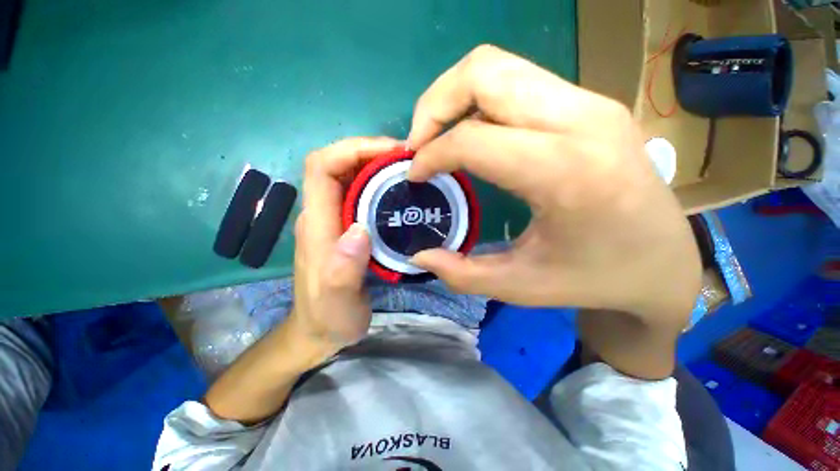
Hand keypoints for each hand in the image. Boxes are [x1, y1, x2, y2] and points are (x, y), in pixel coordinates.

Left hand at [290, 137, 399, 354]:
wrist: (318, 332)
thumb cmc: (327, 316)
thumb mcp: (337, 299)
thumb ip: (343, 268)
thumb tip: (360, 230)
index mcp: (316, 223)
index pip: (321, 166)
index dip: (351, 148)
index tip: (390, 151)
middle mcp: (320, 213)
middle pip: (335, 164)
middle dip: (369, 151)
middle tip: (410, 158)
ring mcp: (330, 220)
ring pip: (347, 176)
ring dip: (376, 165)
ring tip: (411, 169)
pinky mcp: (342, 229)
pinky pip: (358, 194)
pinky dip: (379, 185)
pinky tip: (402, 193)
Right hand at [407, 45, 700, 322]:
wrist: (666, 258)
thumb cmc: (603, 278)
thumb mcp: (529, 287)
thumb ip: (465, 272)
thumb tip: (419, 254)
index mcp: (566, 171)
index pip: (474, 137)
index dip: (431, 153)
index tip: (417, 174)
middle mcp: (581, 120)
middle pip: (483, 71)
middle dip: (436, 100)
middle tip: (424, 139)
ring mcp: (594, 102)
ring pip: (502, 64)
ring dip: (463, 91)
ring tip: (452, 130)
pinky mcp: (599, 100)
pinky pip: (528, 79)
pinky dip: (494, 96)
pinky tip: (494, 130)